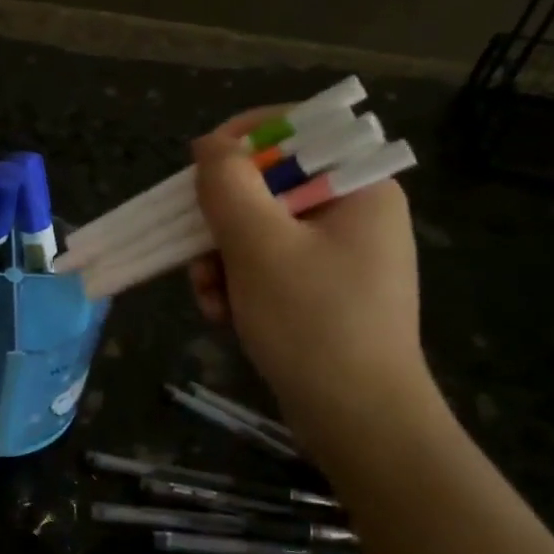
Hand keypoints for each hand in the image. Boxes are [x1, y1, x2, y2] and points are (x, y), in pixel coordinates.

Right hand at [188, 107, 431, 457]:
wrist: (358, 420)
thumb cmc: (314, 323)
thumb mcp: (260, 247)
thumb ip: (229, 186)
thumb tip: (209, 144)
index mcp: (358, 188)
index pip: (297, 133)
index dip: (241, 142)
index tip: (197, 169)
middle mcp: (352, 213)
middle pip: (266, 188)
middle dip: (220, 223)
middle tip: (195, 252)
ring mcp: (337, 255)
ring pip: (256, 232)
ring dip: (219, 261)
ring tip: (211, 298)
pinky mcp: (319, 291)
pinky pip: (265, 267)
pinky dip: (237, 286)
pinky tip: (223, 316)